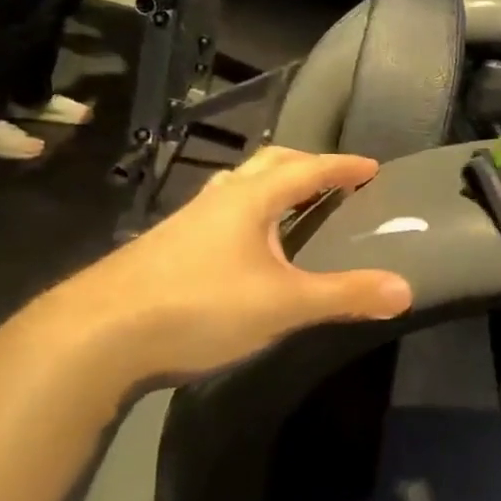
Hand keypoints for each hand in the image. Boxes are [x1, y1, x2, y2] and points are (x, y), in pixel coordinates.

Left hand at [57, 147, 412, 385]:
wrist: (94, 335)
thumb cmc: (199, 306)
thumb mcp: (283, 304)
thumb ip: (345, 296)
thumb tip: (406, 289)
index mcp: (250, 199)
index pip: (307, 169)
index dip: (342, 167)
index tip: (371, 166)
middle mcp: (217, 199)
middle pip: (268, 165)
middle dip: (306, 165)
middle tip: (334, 179)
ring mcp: (185, 223)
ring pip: (237, 187)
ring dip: (270, 185)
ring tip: (290, 203)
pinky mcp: (164, 249)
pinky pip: (218, 214)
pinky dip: (246, 214)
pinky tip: (242, 246)